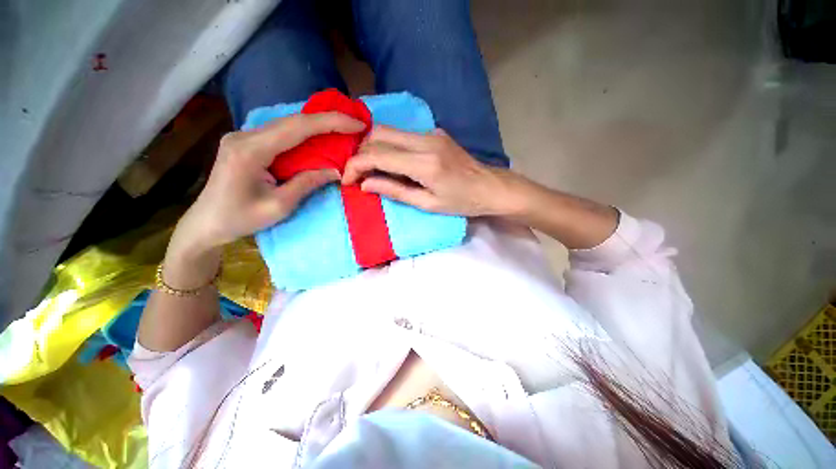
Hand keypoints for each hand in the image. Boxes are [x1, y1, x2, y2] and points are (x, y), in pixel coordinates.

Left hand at [174, 112, 365, 252]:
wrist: (205, 223)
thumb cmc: (240, 219)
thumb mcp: (279, 206)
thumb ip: (307, 183)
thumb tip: (335, 171)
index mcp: (251, 150)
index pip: (298, 128)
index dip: (331, 123)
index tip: (357, 124)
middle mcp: (245, 135)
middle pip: (293, 121)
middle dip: (328, 120)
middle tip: (355, 125)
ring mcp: (243, 136)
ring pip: (287, 124)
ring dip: (317, 125)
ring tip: (343, 129)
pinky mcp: (246, 142)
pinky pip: (281, 133)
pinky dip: (304, 133)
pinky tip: (319, 137)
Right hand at [342, 126, 517, 215]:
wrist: (490, 186)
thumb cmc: (462, 202)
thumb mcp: (428, 204)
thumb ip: (395, 191)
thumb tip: (365, 185)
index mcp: (425, 163)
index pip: (378, 155)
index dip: (356, 165)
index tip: (347, 180)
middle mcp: (426, 140)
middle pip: (379, 133)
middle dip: (360, 152)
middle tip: (357, 173)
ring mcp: (431, 132)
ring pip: (389, 130)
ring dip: (373, 147)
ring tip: (370, 169)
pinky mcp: (435, 132)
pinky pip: (403, 135)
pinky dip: (389, 146)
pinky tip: (391, 162)